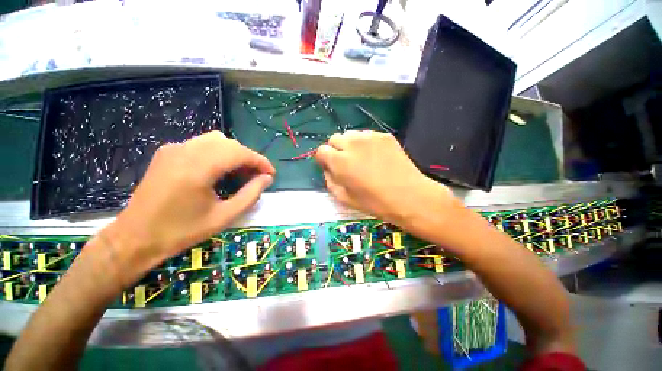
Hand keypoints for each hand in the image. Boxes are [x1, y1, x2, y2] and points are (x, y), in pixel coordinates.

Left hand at [104, 131, 274, 278]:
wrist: (135, 238)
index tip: (271, 174)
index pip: (239, 153)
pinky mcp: (167, 152)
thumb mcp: (224, 217)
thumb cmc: (182, 232)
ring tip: (240, 173)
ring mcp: (173, 149)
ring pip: (216, 141)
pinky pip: (201, 144)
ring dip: (234, 154)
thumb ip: (250, 195)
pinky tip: (219, 171)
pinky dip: (218, 154)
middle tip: (257, 177)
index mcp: (198, 168)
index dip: (260, 161)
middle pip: (229, 144)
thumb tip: (267, 179)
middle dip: (249, 158)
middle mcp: (184, 151)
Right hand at [314, 131, 455, 225]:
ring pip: (351, 135)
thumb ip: (330, 181)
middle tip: (346, 163)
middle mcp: (352, 144)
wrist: (408, 196)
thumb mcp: (345, 198)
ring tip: (361, 158)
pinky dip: (366, 144)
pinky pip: (367, 135)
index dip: (324, 159)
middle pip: (335, 139)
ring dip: (350, 145)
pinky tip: (375, 156)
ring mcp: (370, 137)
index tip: (331, 167)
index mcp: (340, 162)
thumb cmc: (374, 202)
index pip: (322, 150)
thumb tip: (328, 169)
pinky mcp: (384, 136)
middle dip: (336, 150)